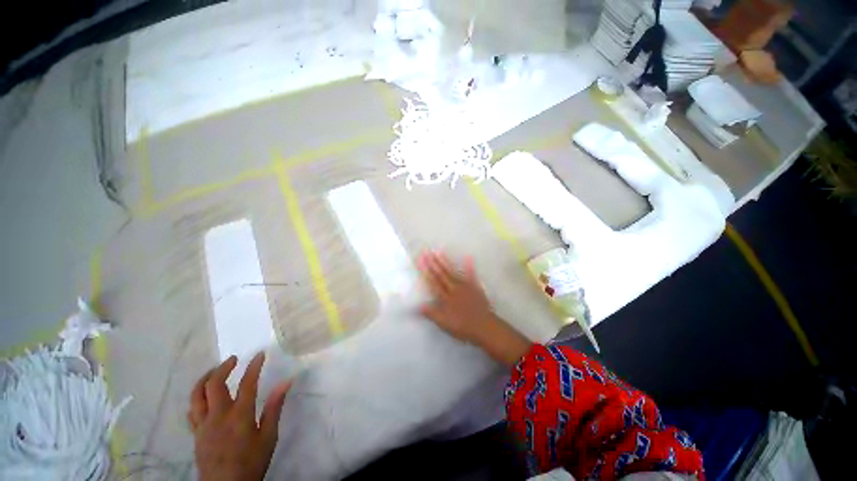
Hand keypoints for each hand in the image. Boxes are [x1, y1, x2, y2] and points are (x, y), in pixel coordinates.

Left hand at [189, 352, 291, 480]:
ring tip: (214, 371)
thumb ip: (274, 408)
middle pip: (214, 384)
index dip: (254, 366)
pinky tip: (204, 397)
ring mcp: (203, 425)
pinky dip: (198, 398)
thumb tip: (285, 382)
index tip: (260, 354)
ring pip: (197, 395)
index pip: (247, 383)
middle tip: (234, 359)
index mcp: (239, 415)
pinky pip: (192, 411)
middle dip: (223, 367)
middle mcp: (218, 416)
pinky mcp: (196, 435)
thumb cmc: (252, 462)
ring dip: (205, 379)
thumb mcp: (269, 436)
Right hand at [417, 251, 495, 343]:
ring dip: (446, 262)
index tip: (420, 261)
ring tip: (439, 252)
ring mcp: (465, 286)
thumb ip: (431, 313)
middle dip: (433, 263)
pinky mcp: (475, 287)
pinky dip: (469, 266)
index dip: (426, 271)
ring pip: (453, 272)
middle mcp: (454, 288)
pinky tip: (468, 257)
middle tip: (427, 252)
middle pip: (442, 274)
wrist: (485, 327)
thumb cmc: (463, 326)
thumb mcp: (444, 323)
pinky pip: (471, 275)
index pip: (433, 282)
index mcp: (445, 297)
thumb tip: (417, 305)